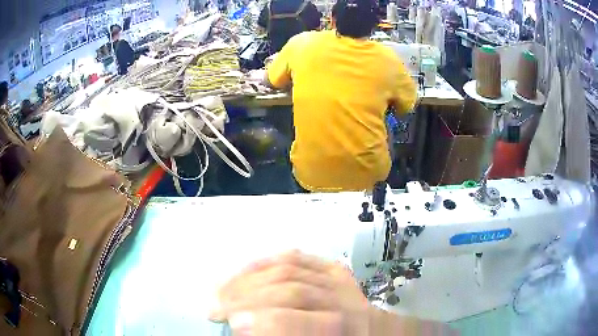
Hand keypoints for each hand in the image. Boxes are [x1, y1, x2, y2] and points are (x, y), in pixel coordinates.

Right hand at [209, 250, 369, 335]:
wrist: (368, 329)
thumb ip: (285, 331)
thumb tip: (245, 327)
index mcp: (346, 327)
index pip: (307, 320)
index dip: (270, 321)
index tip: (235, 323)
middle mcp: (346, 300)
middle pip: (293, 290)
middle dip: (248, 298)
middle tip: (217, 309)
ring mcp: (340, 280)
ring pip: (290, 269)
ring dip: (248, 280)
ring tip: (222, 292)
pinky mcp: (333, 268)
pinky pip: (296, 257)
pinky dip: (265, 262)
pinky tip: (244, 272)